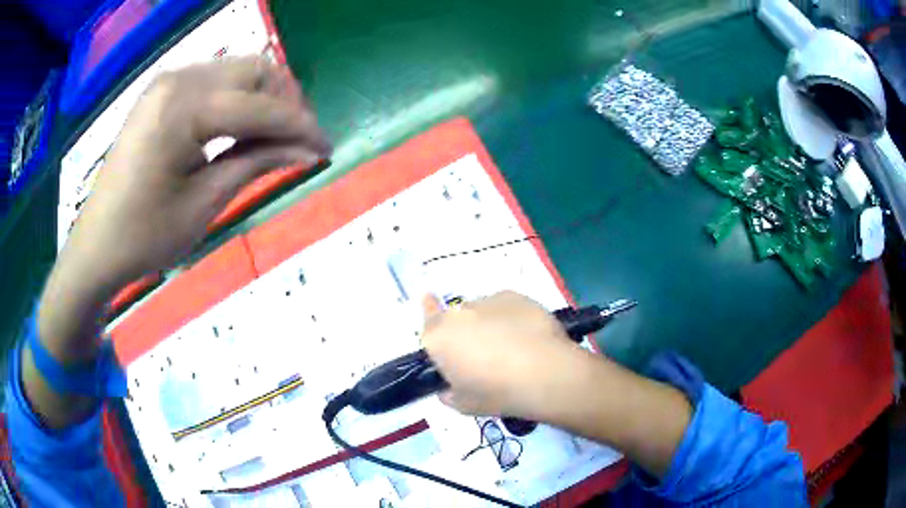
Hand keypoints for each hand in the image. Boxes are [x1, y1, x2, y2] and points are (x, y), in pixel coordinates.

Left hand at [60, 56, 330, 291]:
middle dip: (285, 102)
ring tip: (275, 136)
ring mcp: (168, 82)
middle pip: (255, 70)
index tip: (327, 149)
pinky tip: (242, 128)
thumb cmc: (144, 236)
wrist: (96, 245)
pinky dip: (238, 99)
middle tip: (299, 141)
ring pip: (237, 71)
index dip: (300, 127)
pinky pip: (215, 81)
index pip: (261, 106)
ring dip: (264, 98)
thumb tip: (309, 149)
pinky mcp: (162, 92)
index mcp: (184, 108)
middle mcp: (179, 79)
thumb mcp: (204, 204)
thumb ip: (257, 162)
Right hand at [420, 291, 583, 417]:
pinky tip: (527, 337)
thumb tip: (449, 388)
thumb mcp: (463, 405)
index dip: (428, 311)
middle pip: (457, 318)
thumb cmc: (498, 394)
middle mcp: (459, 314)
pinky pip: (506, 307)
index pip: (426, 318)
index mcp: (439, 338)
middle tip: (484, 355)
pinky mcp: (515, 296)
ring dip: (489, 325)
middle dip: (466, 332)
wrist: (545, 374)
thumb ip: (449, 394)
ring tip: (512, 348)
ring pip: (483, 311)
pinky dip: (511, 318)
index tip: (429, 302)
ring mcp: (488, 301)